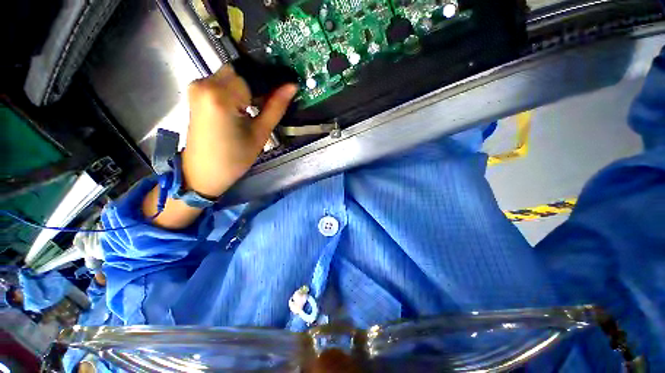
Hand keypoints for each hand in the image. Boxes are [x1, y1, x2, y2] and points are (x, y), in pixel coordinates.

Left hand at [142, 66, 296, 228]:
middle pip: (240, 72)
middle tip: (274, 99)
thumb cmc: (235, 158)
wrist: (203, 173)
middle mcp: (204, 83)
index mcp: (221, 96)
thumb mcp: (260, 133)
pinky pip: (222, 83)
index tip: (286, 87)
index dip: (272, 80)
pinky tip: (245, 106)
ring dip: (248, 87)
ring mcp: (197, 87)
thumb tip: (292, 86)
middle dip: (259, 83)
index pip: (253, 76)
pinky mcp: (196, 93)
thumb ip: (275, 107)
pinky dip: (237, 90)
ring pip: (232, 76)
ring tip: (261, 106)